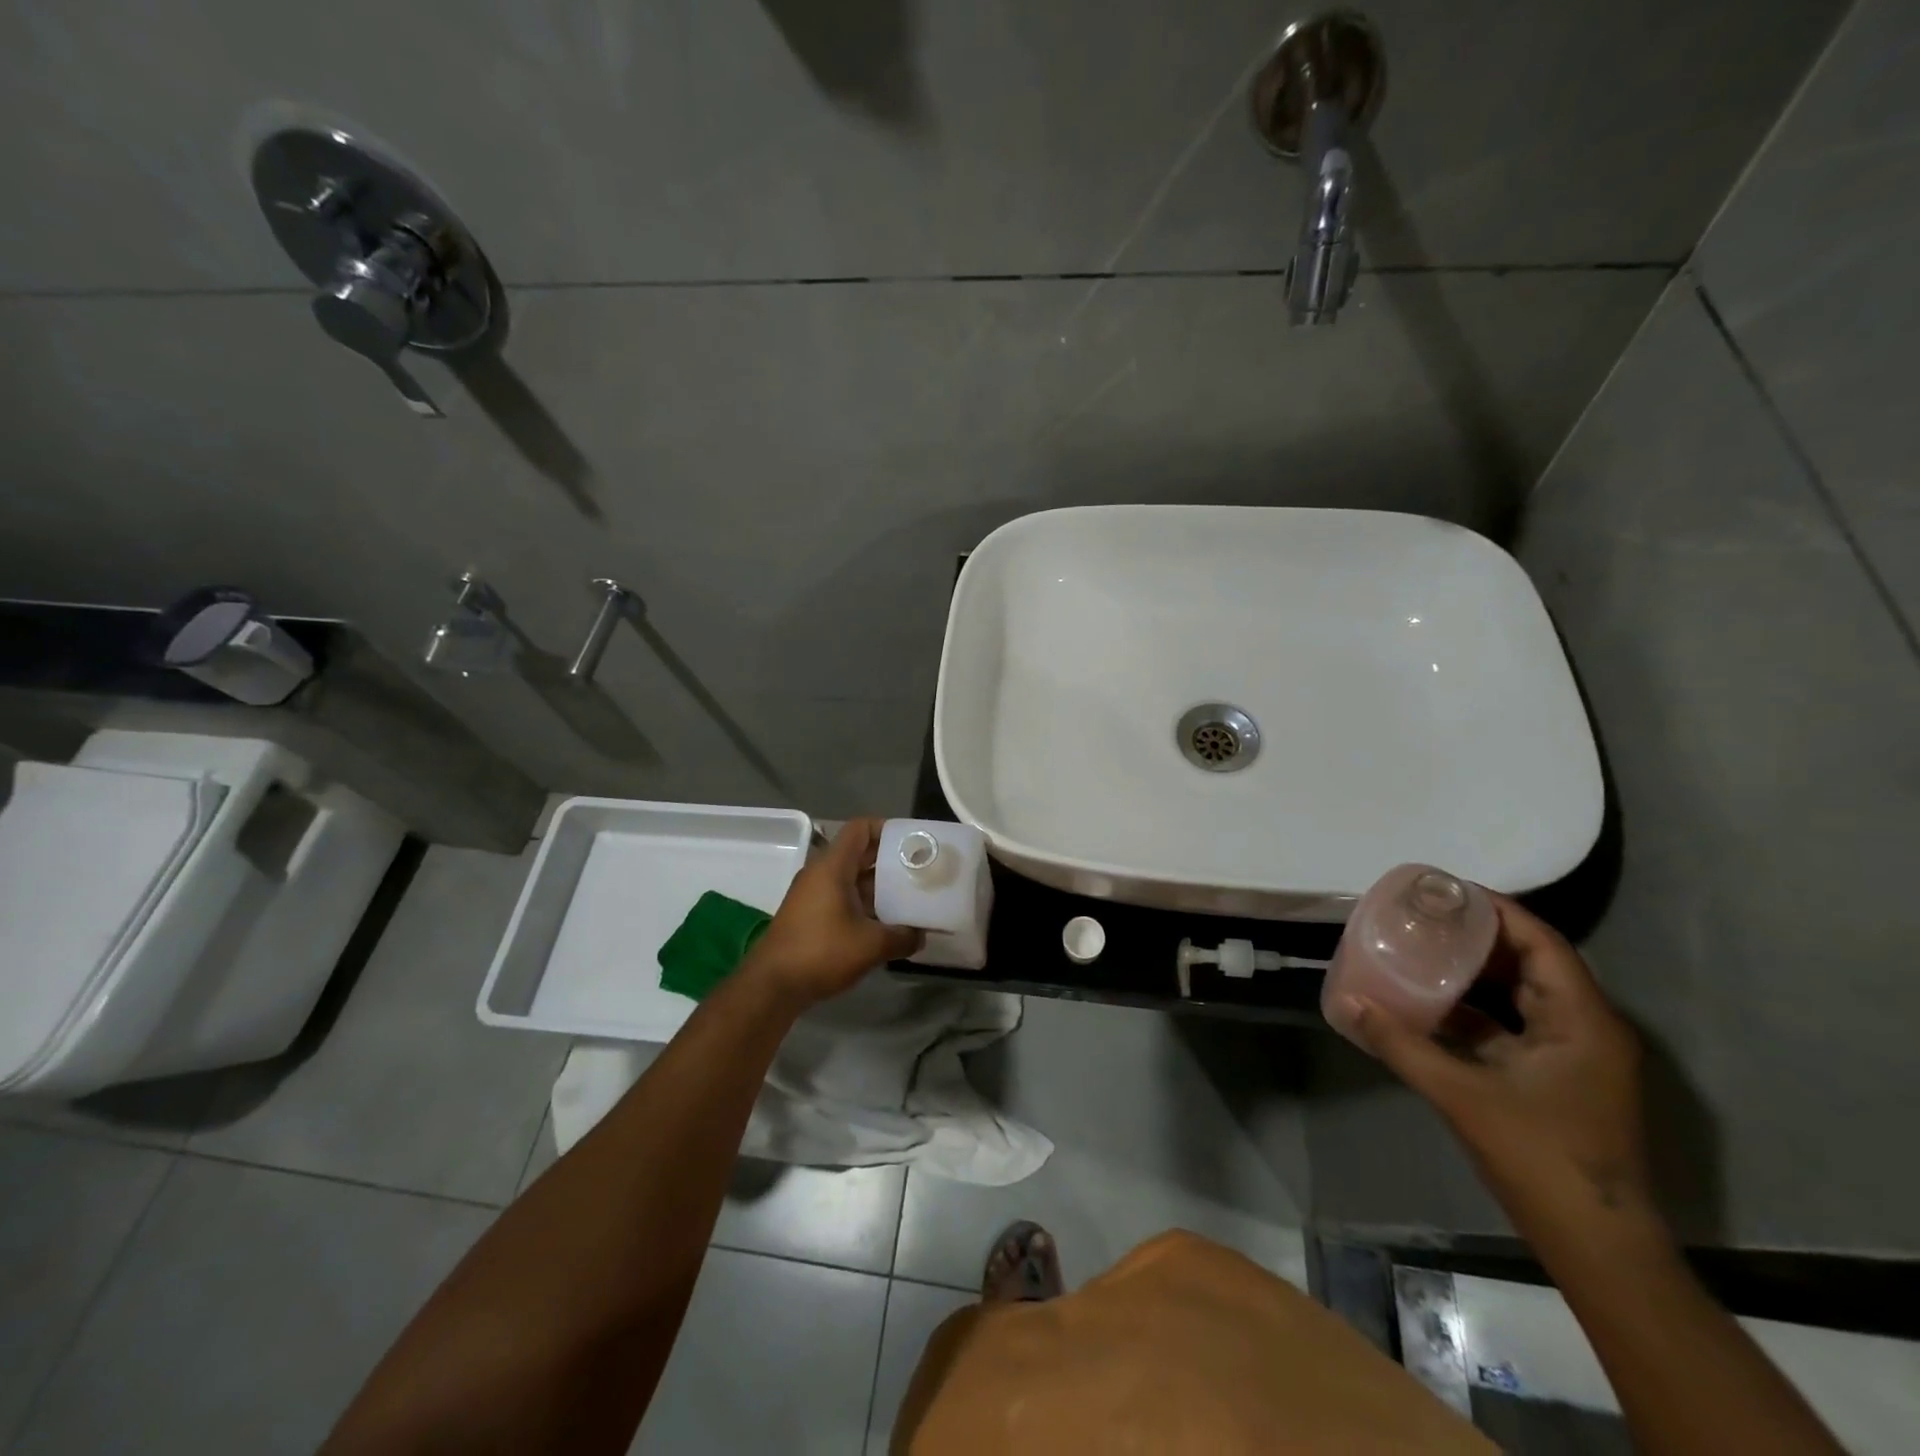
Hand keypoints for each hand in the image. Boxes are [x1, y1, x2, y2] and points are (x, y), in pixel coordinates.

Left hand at [745, 819, 921, 1005]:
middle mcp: (821, 873)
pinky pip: (842, 897)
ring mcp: (813, 895)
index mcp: (833, 866)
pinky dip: (864, 904)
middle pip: (859, 853)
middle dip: (889, 860)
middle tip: (919, 871)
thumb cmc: (821, 952)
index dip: (887, 829)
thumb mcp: (871, 945)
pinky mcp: (810, 915)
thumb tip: (921, 935)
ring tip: (909, 898)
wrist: (772, 986)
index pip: (860, 828)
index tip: (912, 843)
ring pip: (851, 878)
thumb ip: (902, 937)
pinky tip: (885, 923)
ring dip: (879, 886)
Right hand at [1340, 895, 1653, 1228]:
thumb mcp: (1462, 1094)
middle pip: (1531, 963)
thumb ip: (1402, 1044)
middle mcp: (1584, 1028)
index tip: (1444, 890)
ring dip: (1474, 973)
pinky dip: (1474, 1011)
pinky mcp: (1556, 1079)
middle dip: (1478, 936)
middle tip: (1423, 915)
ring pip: (1521, 995)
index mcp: (1581, 1020)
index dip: (1496, 910)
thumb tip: (1349, 1003)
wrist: (1597, 1246)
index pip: (1541, 942)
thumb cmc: (1541, 1157)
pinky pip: (1512, 1026)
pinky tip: (1430, 1005)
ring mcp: (1572, 1057)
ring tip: (1420, 949)